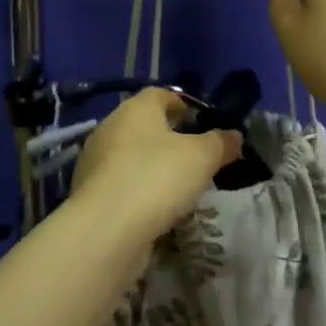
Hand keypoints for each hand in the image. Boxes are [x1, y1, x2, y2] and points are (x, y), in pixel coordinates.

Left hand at [70, 90, 241, 241]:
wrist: (105, 230)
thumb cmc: (157, 178)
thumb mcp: (202, 157)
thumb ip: (221, 143)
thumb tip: (234, 136)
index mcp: (135, 108)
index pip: (160, 94)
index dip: (184, 105)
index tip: (203, 123)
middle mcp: (110, 128)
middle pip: (145, 125)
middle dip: (170, 139)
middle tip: (197, 158)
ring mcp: (96, 162)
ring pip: (133, 156)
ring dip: (154, 167)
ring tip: (181, 188)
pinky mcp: (90, 194)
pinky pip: (122, 184)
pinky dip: (139, 191)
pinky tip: (157, 210)